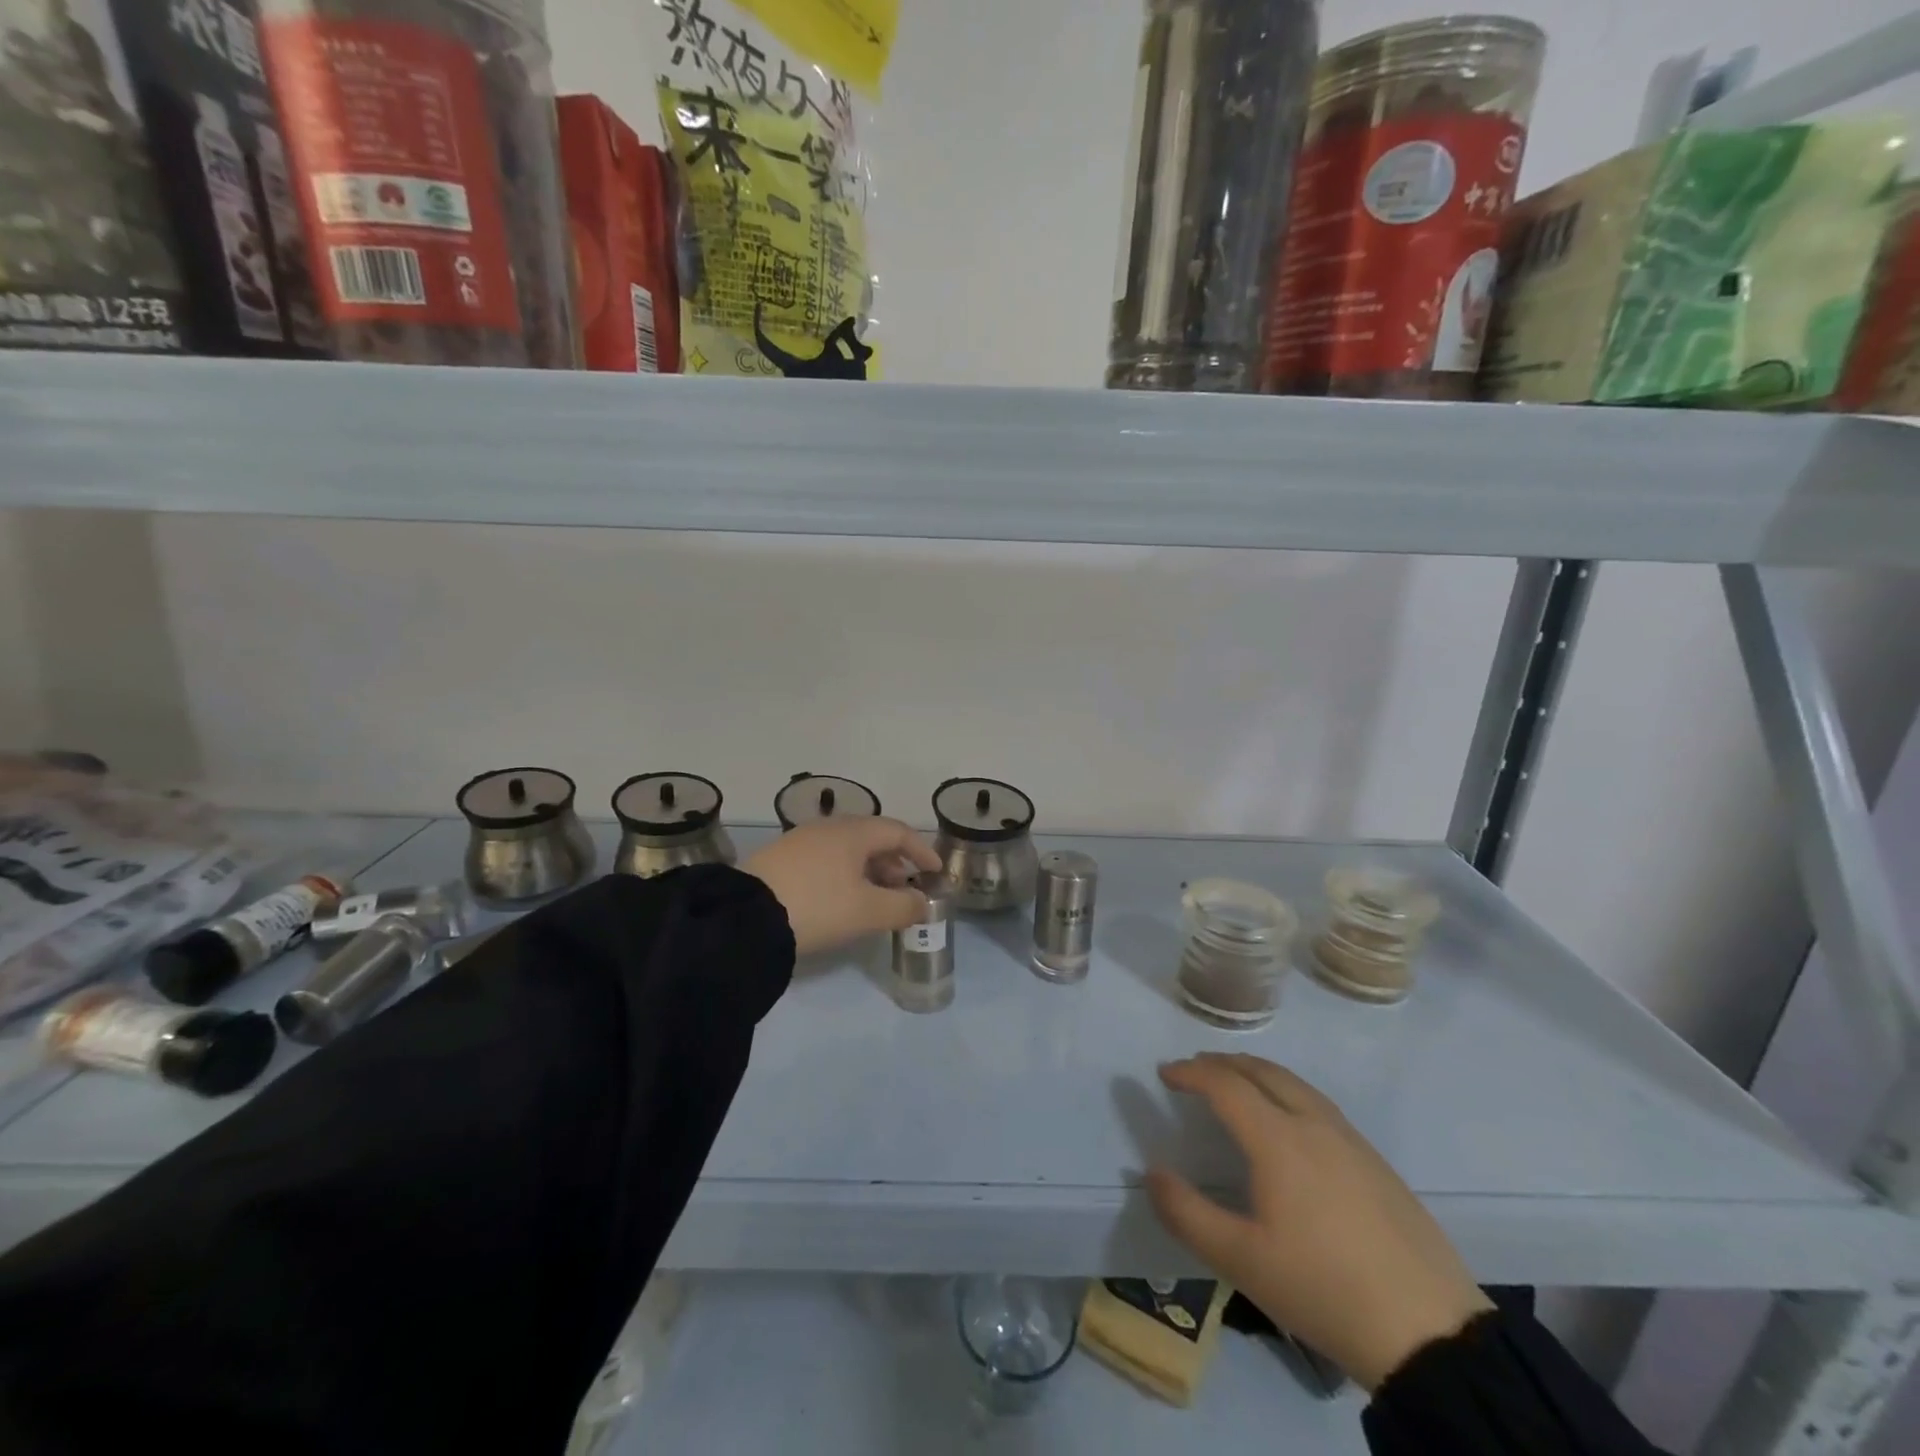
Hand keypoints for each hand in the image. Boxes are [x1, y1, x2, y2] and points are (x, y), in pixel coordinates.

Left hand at [741, 817, 942, 956]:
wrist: (745, 916)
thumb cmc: (818, 906)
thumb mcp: (868, 912)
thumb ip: (903, 907)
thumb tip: (923, 902)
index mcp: (853, 832)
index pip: (898, 832)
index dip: (921, 850)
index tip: (935, 871)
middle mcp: (828, 828)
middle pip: (871, 838)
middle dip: (894, 862)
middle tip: (906, 888)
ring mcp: (801, 841)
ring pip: (847, 849)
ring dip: (869, 870)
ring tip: (875, 898)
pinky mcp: (780, 859)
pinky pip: (825, 859)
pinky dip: (844, 874)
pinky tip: (841, 899)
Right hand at [1146, 1053, 1490, 1392]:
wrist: (1431, 1334)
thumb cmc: (1324, 1289)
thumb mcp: (1241, 1261)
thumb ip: (1187, 1213)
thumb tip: (1152, 1173)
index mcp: (1278, 1139)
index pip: (1225, 1084)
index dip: (1190, 1072)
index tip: (1164, 1073)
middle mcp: (1314, 1124)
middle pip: (1263, 1071)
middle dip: (1223, 1063)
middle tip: (1195, 1069)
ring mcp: (1351, 1140)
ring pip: (1295, 1084)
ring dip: (1257, 1073)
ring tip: (1236, 1084)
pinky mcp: (1377, 1162)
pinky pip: (1319, 1104)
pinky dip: (1287, 1092)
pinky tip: (1289, 1122)